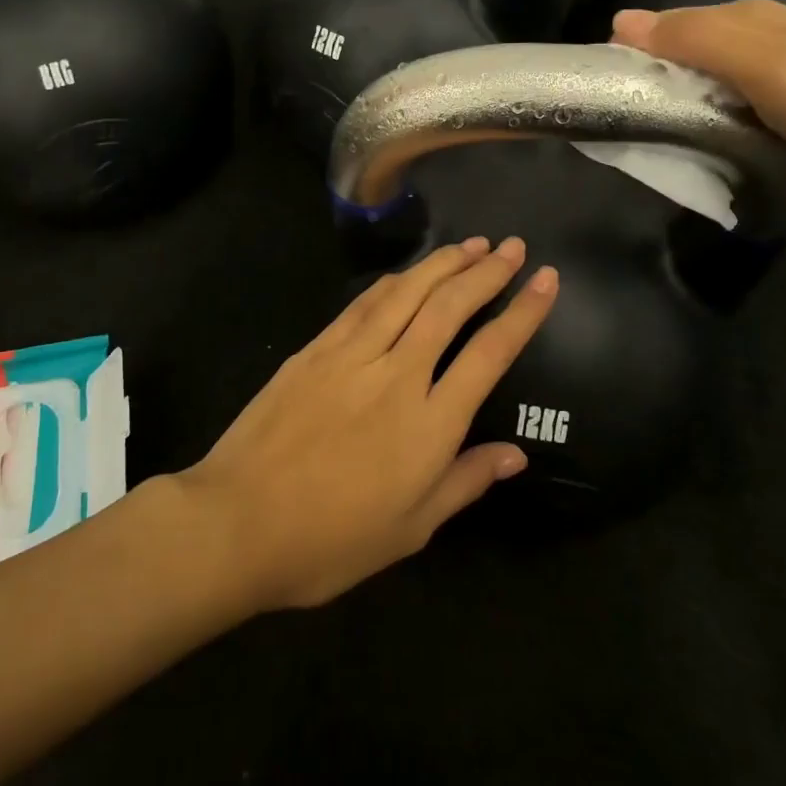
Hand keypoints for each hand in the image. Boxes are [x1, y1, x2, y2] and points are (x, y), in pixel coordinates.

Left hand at [178, 237, 556, 611]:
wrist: (239, 521)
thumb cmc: (331, 540)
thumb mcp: (410, 529)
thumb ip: (464, 482)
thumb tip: (515, 454)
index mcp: (430, 424)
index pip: (490, 353)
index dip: (523, 312)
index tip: (547, 280)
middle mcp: (398, 375)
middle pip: (451, 307)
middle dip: (487, 272)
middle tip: (513, 247)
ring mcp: (352, 355)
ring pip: (408, 293)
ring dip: (443, 263)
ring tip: (472, 244)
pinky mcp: (316, 349)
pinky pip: (364, 304)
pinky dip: (394, 282)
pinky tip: (408, 273)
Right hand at [613, 0, 785, 207]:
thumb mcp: (775, 69)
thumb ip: (697, 42)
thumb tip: (619, 20)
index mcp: (752, 20)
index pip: (664, 30)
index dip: (627, 61)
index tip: (593, 104)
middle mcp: (771, 39)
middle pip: (688, 62)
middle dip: (652, 92)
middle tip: (623, 140)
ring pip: (717, 91)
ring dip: (687, 116)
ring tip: (660, 154)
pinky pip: (748, 116)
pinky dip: (724, 132)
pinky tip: (719, 155)